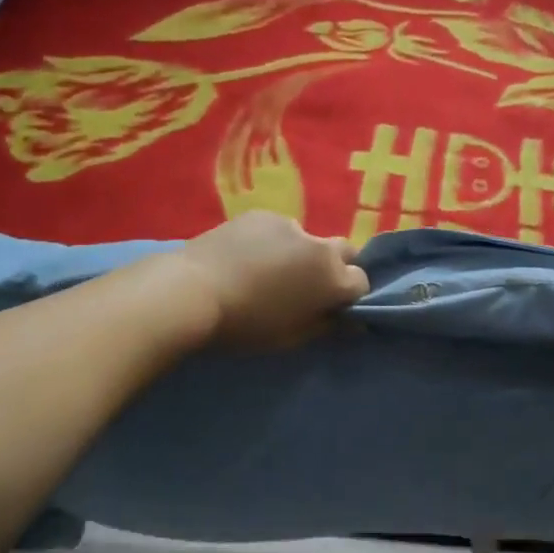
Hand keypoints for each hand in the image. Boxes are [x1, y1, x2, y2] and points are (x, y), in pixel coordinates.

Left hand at [177, 213, 369, 348]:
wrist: (192, 291)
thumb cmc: (245, 325)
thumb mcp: (290, 337)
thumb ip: (325, 325)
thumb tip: (346, 319)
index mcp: (332, 278)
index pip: (361, 282)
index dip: (348, 296)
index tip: (331, 307)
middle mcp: (319, 246)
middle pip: (345, 252)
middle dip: (336, 266)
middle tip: (308, 286)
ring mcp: (290, 225)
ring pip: (307, 239)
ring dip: (299, 254)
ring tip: (266, 271)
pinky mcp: (261, 214)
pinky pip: (277, 230)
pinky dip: (270, 242)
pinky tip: (245, 257)